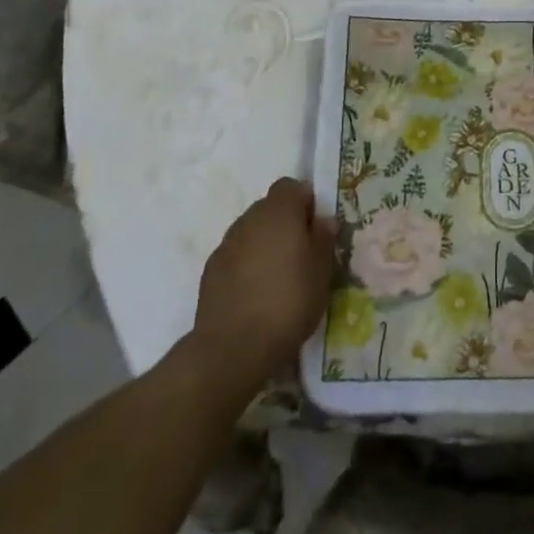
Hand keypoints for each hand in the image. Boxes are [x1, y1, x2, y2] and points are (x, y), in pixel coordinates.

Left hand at [193, 177, 335, 393]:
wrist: (233, 347)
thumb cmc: (288, 302)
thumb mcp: (321, 272)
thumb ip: (323, 239)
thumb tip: (322, 219)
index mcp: (278, 211)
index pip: (291, 186)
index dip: (305, 201)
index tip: (316, 227)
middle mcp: (249, 219)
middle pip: (270, 207)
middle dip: (286, 223)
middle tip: (302, 253)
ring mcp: (226, 244)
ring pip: (252, 232)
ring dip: (265, 244)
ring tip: (279, 276)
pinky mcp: (211, 270)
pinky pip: (236, 255)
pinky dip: (247, 264)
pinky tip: (257, 292)